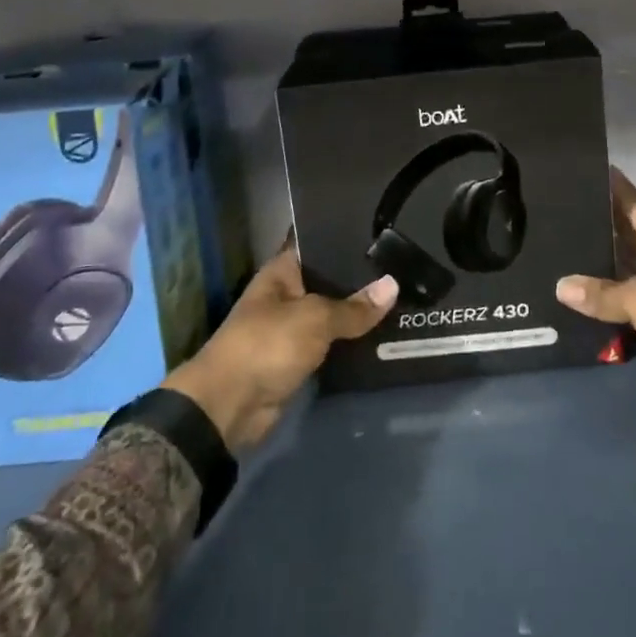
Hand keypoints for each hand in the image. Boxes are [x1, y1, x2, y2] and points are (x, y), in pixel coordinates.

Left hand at [163, 239, 397, 452]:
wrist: (230, 407)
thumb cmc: (267, 345)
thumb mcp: (315, 319)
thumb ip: (354, 307)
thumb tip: (393, 285)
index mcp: (282, 271)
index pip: (317, 242)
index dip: (346, 235)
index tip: (383, 229)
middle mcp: (288, 294)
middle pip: (330, 279)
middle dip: (361, 276)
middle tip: (404, 264)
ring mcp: (293, 327)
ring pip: (334, 312)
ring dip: (360, 311)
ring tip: (405, 293)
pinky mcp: (300, 357)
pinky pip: (333, 342)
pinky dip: (353, 339)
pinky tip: (385, 330)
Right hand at [555, 170, 635, 422]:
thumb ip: (601, 293)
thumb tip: (561, 285)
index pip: (630, 198)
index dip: (609, 184)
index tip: (582, 171)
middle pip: (629, 229)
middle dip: (599, 224)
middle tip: (559, 216)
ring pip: (633, 263)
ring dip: (606, 263)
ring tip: (566, 255)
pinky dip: (619, 294)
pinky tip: (592, 299)